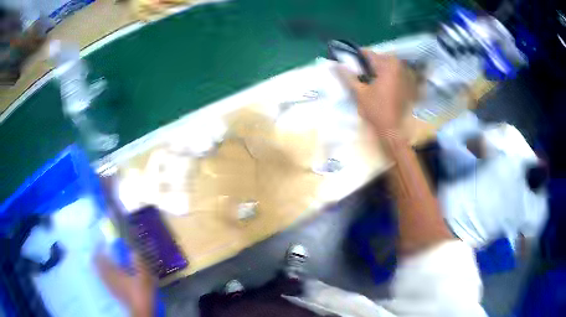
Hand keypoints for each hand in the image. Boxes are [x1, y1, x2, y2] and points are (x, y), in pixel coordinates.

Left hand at [95, 251, 154, 316]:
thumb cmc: (142, 292)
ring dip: (99, 265)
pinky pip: (103, 280)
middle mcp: (108, 278)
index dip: (99, 249)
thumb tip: (132, 251)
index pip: (101, 258)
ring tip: (102, 260)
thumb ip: (138, 263)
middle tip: (99, 250)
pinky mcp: (113, 293)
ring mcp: (109, 286)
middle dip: (97, 257)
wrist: (141, 311)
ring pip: (99, 273)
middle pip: (97, 265)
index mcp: (114, 272)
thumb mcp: (144, 276)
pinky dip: (103, 274)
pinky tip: (108, 274)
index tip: (100, 242)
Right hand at [337, 51, 415, 136]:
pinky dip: (384, 76)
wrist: (393, 129)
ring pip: (385, 66)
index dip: (356, 55)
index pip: (369, 53)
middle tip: (357, 72)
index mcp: (387, 66)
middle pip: (378, 58)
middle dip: (367, 63)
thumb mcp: (359, 92)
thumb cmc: (376, 110)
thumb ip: (347, 76)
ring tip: (367, 79)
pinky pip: (392, 73)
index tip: (347, 59)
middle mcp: (398, 66)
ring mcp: (404, 75)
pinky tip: (377, 85)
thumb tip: (334, 64)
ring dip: (376, 70)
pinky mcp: (406, 83)